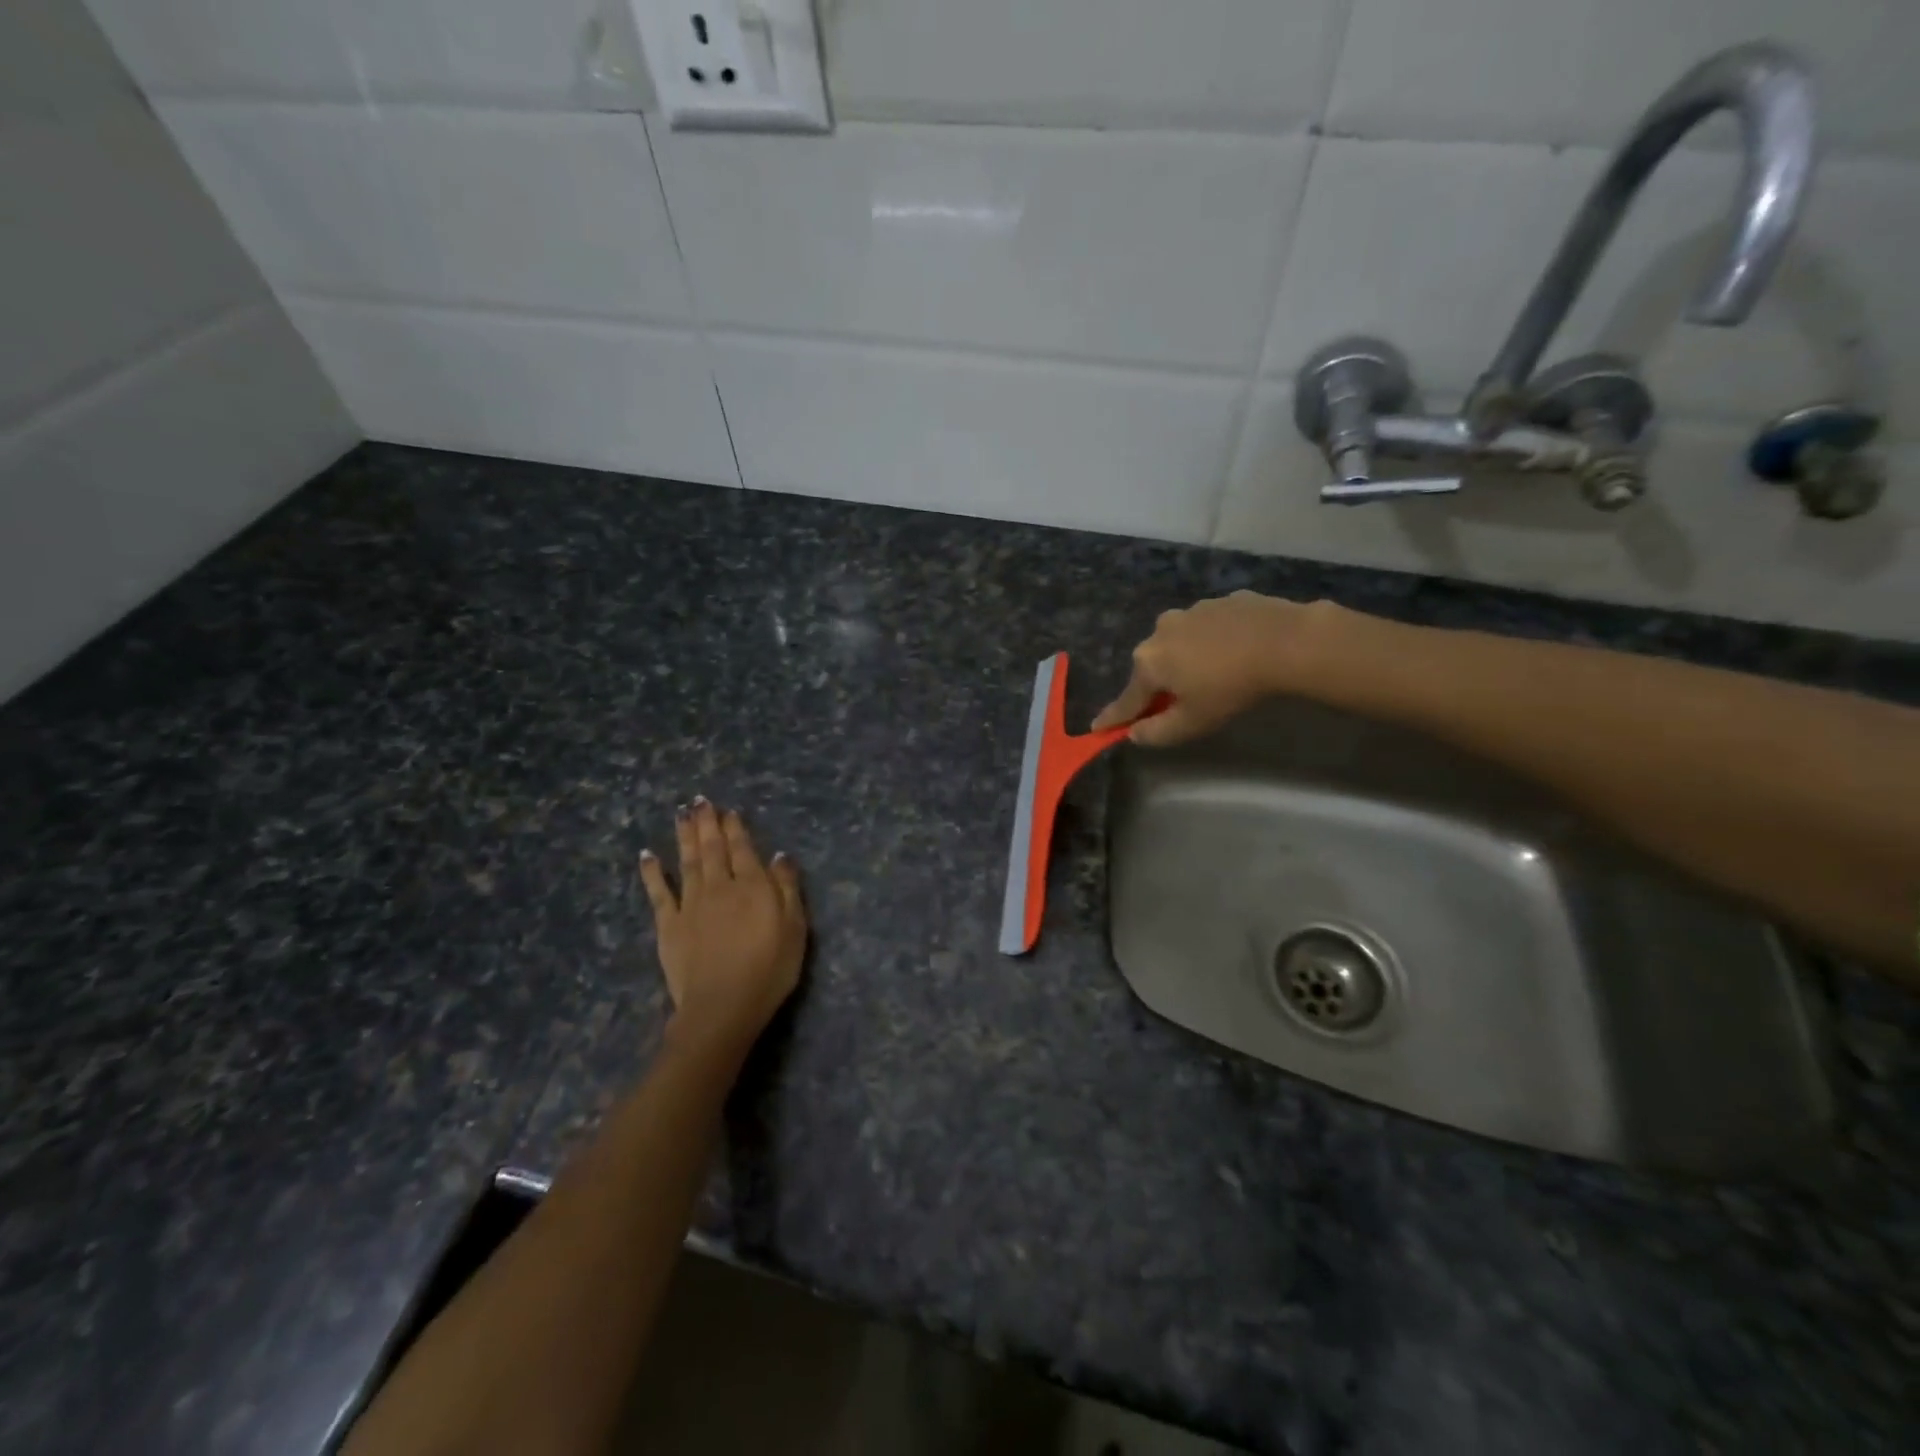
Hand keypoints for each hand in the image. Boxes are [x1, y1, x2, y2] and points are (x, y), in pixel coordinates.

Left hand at [639, 798, 806, 1050]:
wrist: (722, 1006)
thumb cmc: (769, 970)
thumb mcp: (795, 928)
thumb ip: (787, 888)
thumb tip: (780, 855)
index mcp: (753, 886)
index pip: (743, 849)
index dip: (735, 828)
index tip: (728, 810)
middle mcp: (720, 886)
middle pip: (713, 848)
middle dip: (707, 823)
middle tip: (700, 801)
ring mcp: (691, 904)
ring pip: (687, 861)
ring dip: (684, 836)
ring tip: (681, 814)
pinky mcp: (669, 925)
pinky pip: (659, 892)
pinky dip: (653, 872)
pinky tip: (647, 855)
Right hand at [1093, 592, 1339, 746]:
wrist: (1284, 641)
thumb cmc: (1230, 687)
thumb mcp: (1193, 722)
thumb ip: (1157, 732)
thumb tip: (1133, 734)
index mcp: (1148, 662)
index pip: (1127, 700)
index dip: (1114, 717)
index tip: (1097, 727)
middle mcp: (1160, 631)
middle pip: (1153, 667)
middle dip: (1160, 684)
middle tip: (1181, 702)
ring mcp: (1191, 611)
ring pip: (1180, 643)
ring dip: (1188, 658)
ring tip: (1216, 673)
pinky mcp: (1221, 601)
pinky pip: (1209, 628)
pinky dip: (1214, 641)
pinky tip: (1237, 651)